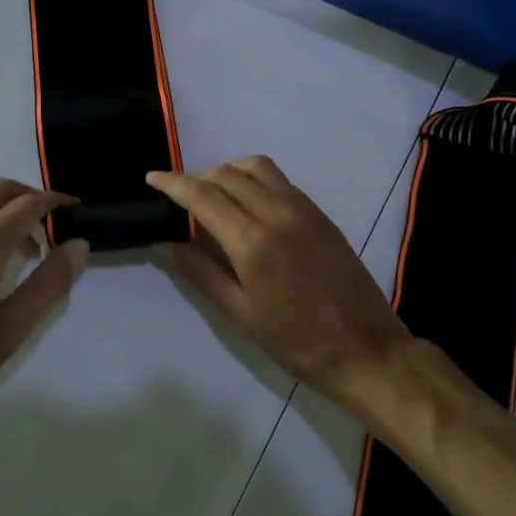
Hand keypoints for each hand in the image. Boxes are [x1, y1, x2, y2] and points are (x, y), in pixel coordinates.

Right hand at [147, 157, 413, 426]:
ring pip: (256, 167)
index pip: (203, 196)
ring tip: (213, 193)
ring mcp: (303, 208)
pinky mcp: (319, 213)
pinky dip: (255, 179)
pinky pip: (280, 180)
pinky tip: (248, 203)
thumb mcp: (240, 314)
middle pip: (227, 174)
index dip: (173, 183)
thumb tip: (167, 242)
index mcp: (253, 240)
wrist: (364, 348)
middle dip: (197, 177)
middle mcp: (277, 212)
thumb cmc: (295, 341)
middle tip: (179, 195)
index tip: (151, 177)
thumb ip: (200, 273)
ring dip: (227, 171)